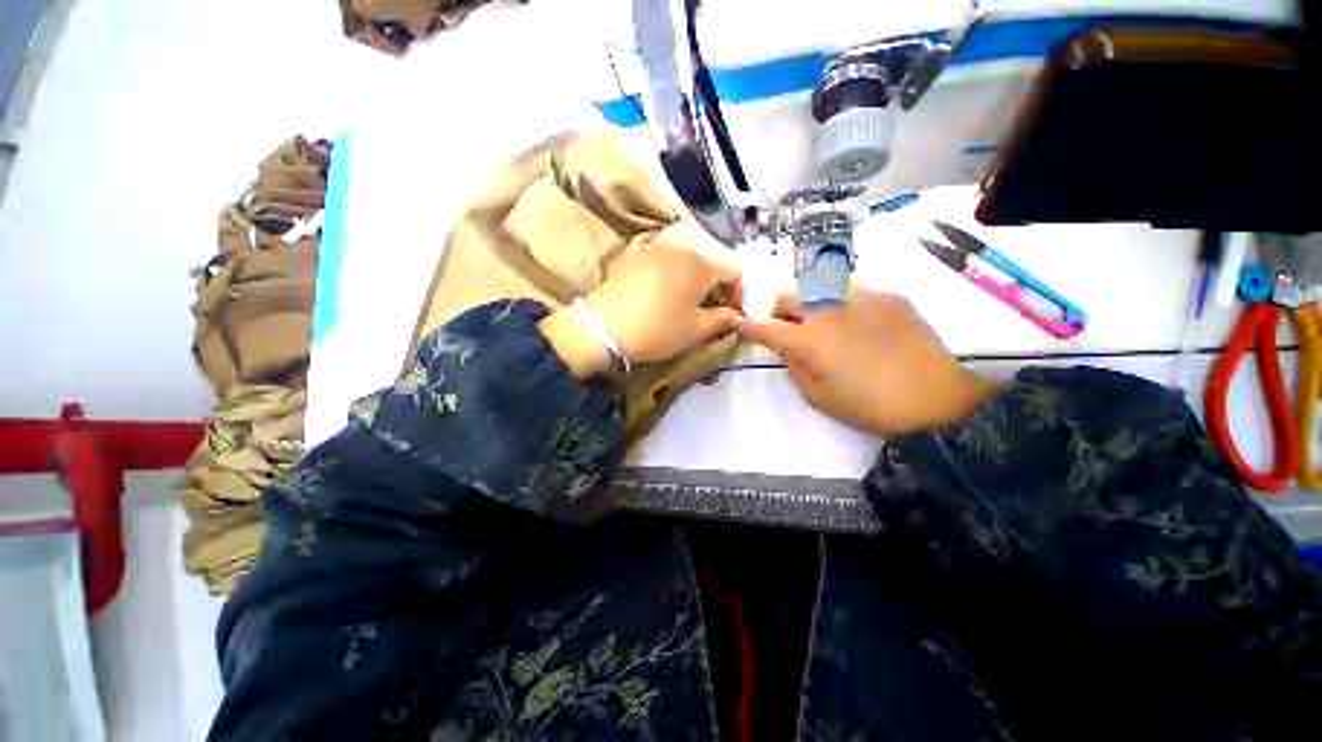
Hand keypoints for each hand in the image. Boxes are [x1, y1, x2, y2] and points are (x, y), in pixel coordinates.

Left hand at [539, 221, 742, 377]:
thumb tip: (737, 316)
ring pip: (694, 246)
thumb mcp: (695, 330)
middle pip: (717, 254)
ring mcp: (659, 238)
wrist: (602, 328)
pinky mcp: (639, 246)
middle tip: (716, 304)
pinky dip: (678, 260)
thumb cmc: (656, 329)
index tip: (733, 314)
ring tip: (696, 292)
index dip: (740, 294)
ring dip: (701, 268)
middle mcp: (684, 238)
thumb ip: (723, 319)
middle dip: (721, 279)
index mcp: (703, 257)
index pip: (737, 269)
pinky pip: (669, 246)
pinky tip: (673, 278)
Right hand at [739, 289, 1000, 435]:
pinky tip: (861, 326)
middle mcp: (829, 310)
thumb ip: (792, 366)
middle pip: (788, 295)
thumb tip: (785, 346)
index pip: (767, 327)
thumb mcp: (816, 396)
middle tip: (791, 329)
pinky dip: (843, 304)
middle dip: (780, 310)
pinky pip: (853, 291)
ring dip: (811, 304)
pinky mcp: (888, 295)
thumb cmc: (867, 406)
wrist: (935, 400)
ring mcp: (861, 297)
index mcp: (809, 340)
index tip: (744, 325)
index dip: (751, 326)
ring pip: (819, 286)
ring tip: (829, 325)